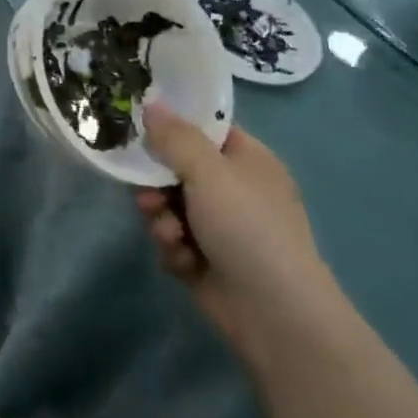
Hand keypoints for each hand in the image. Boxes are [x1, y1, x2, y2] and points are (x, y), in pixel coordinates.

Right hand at [134, 104, 336, 355]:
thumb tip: (150, 103)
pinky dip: (173, 248)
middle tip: (148, 194)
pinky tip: (182, 261)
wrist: (275, 314)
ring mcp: (221, 227)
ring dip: (162, 219)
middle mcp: (234, 189)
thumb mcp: (208, 171)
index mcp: (247, 159)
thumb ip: (175, 136)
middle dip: (157, 184)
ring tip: (169, 235)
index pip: (206, 129)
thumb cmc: (247, 226)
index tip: (141, 128)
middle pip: (179, 169)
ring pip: (170, 206)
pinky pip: (174, 239)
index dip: (174, 125)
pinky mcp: (207, 260)